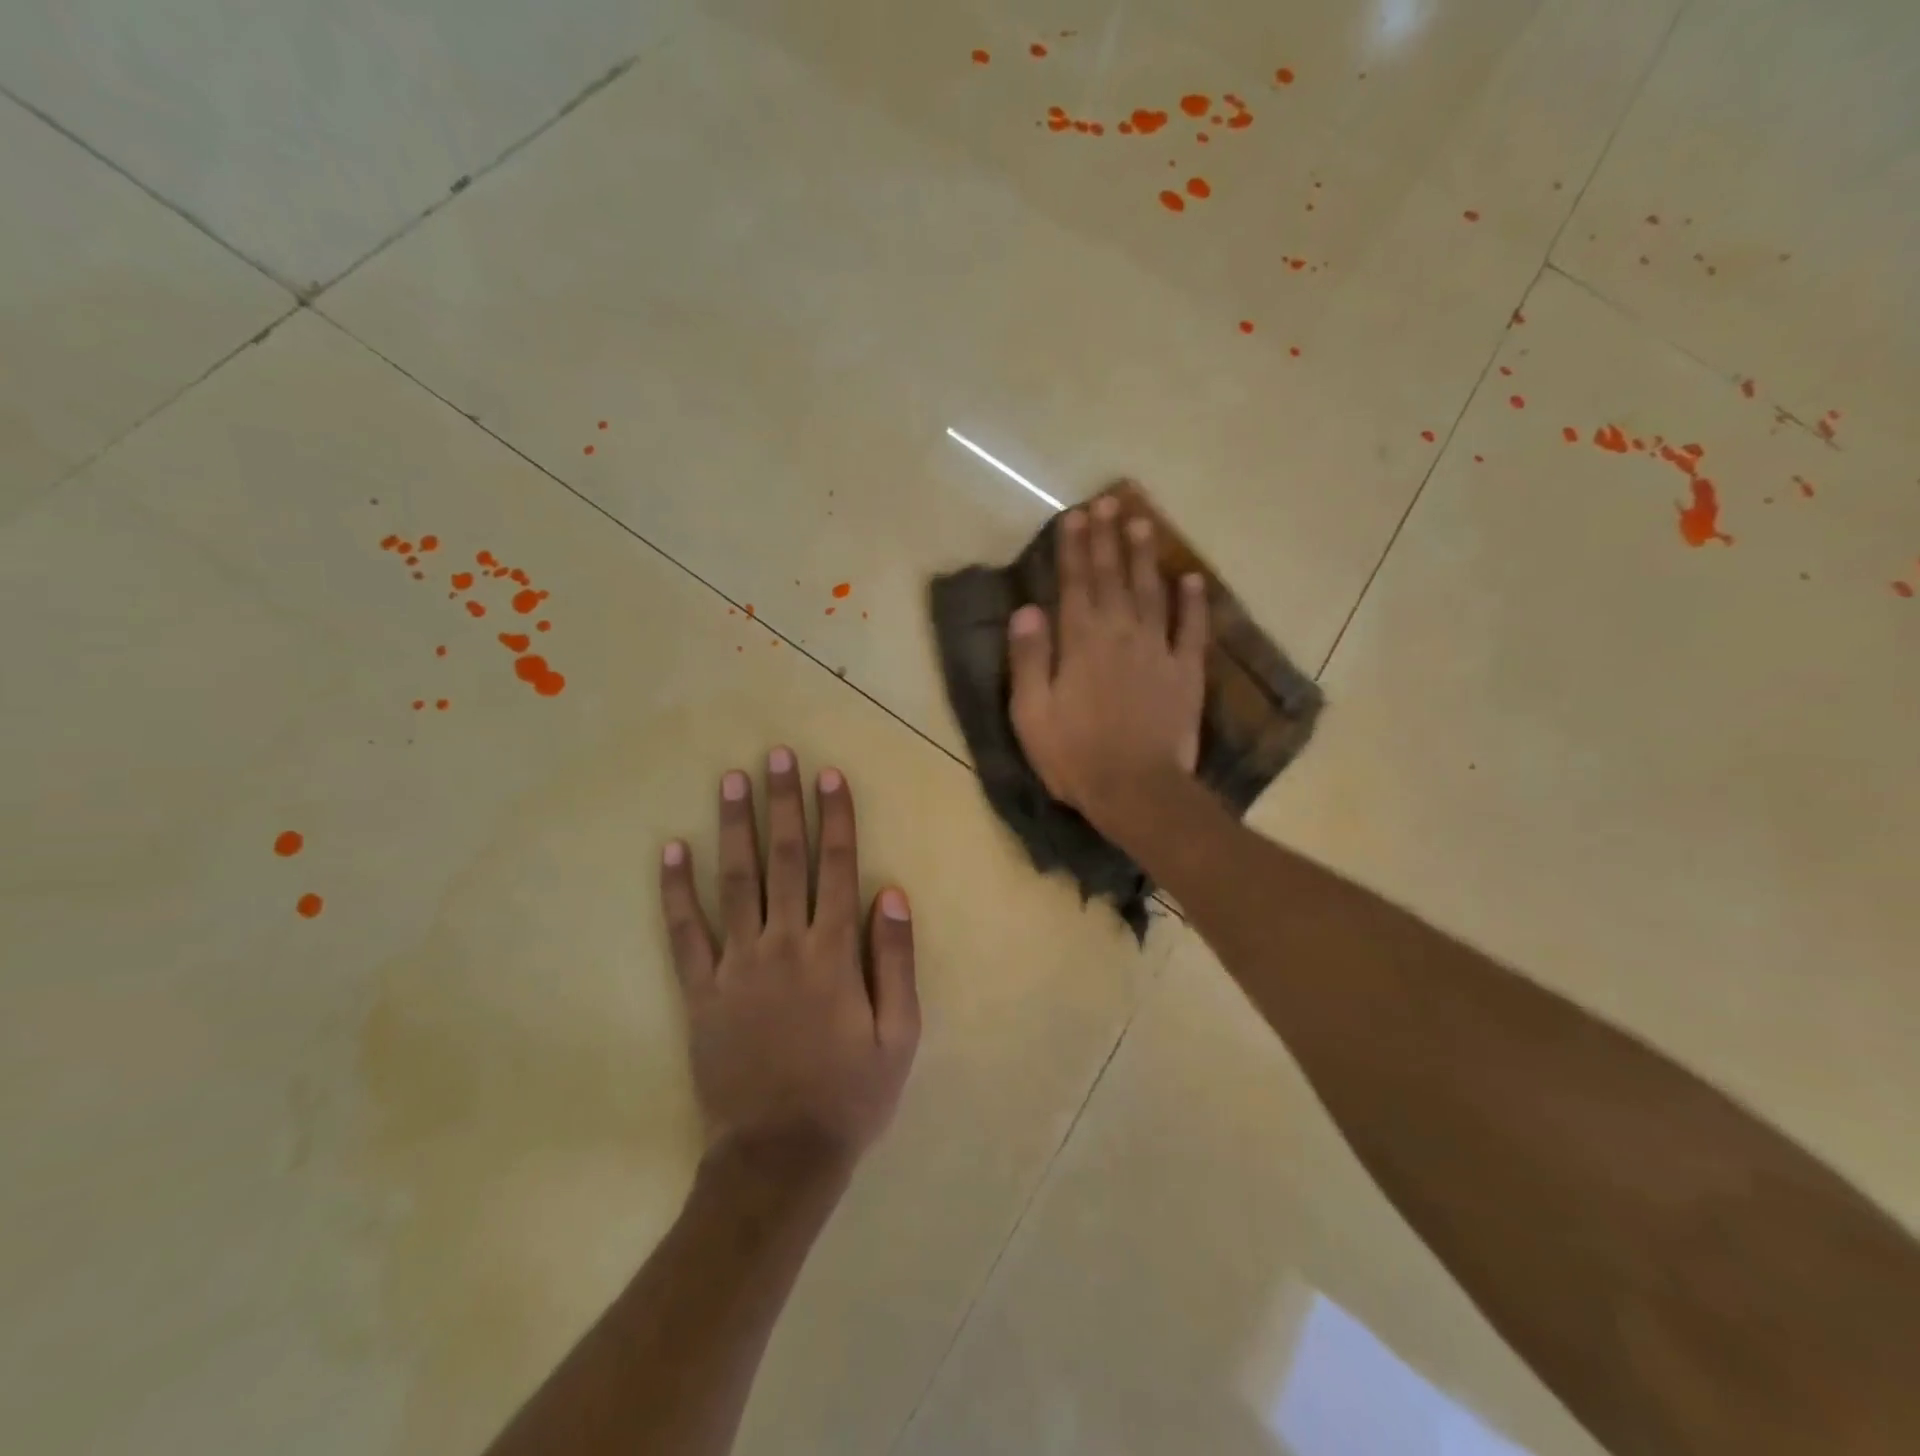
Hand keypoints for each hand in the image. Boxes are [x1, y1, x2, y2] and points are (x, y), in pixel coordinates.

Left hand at [660, 748, 919, 1179]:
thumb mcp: (898, 1035)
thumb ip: (896, 961)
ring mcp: (736, 965)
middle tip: (776, 756)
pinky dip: (676, 890)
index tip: (828, 775)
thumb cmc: (849, 1095)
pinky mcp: (700, 991)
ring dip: (734, 827)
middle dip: (783, 804)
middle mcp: (784, 944)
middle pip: (786, 860)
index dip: (835, 818)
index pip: (837, 868)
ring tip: (731, 780)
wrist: (779, 1157)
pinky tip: (671, 850)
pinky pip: (685, 933)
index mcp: (833, 953)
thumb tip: (893, 893)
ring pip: (736, 881)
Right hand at [1008, 496, 1208, 831]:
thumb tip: (1026, 609)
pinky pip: (1193, 629)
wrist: (1137, 790)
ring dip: (1146, 557)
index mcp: (1081, 642)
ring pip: (1152, 592)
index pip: (1075, 583)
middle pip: (1113, 578)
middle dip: (1108, 539)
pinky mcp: (1186, 673)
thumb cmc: (1074, 755)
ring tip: (1144, 523)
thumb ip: (1029, 658)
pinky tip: (1193, 579)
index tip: (1075, 516)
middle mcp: (1121, 634)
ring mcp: (1158, 651)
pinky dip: (1195, 603)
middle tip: (1108, 503)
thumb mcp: (1032, 713)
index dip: (1074, 548)